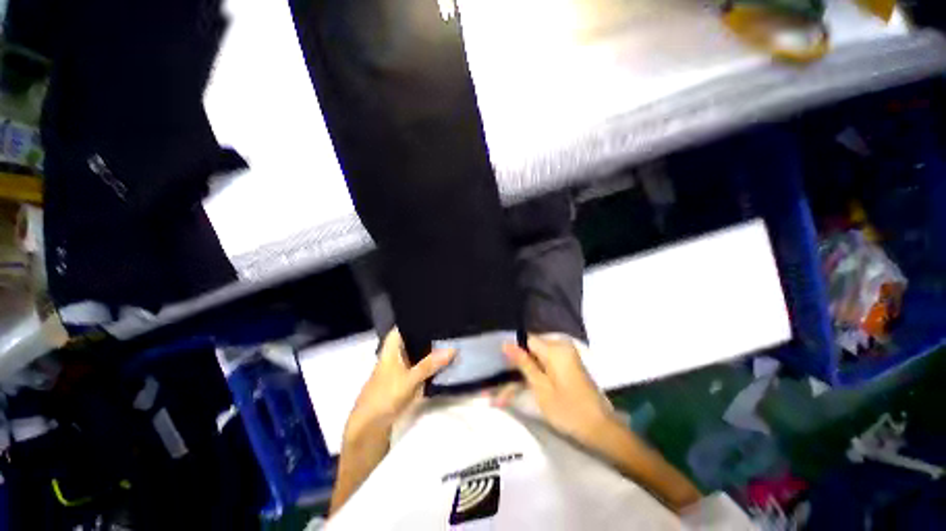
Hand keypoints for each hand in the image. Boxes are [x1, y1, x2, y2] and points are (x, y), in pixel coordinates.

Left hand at [344, 328, 454, 444]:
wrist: (369, 427)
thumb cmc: (385, 396)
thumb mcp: (409, 379)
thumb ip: (430, 364)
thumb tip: (452, 349)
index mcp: (390, 350)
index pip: (400, 328)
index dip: (413, 319)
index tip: (431, 314)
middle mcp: (394, 356)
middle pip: (410, 340)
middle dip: (426, 335)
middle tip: (446, 327)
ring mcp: (398, 370)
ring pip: (415, 354)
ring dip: (428, 350)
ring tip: (448, 340)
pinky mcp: (403, 382)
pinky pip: (418, 367)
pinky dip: (428, 364)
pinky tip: (441, 362)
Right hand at [500, 336, 612, 441]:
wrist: (601, 428)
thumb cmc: (568, 410)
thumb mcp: (540, 387)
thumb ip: (523, 363)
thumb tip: (506, 343)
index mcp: (555, 348)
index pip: (526, 339)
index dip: (514, 351)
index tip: (504, 365)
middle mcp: (562, 345)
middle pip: (533, 347)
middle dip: (520, 362)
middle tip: (507, 382)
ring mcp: (568, 353)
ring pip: (539, 355)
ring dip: (528, 369)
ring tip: (515, 388)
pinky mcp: (570, 363)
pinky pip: (549, 360)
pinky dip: (539, 371)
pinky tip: (531, 384)